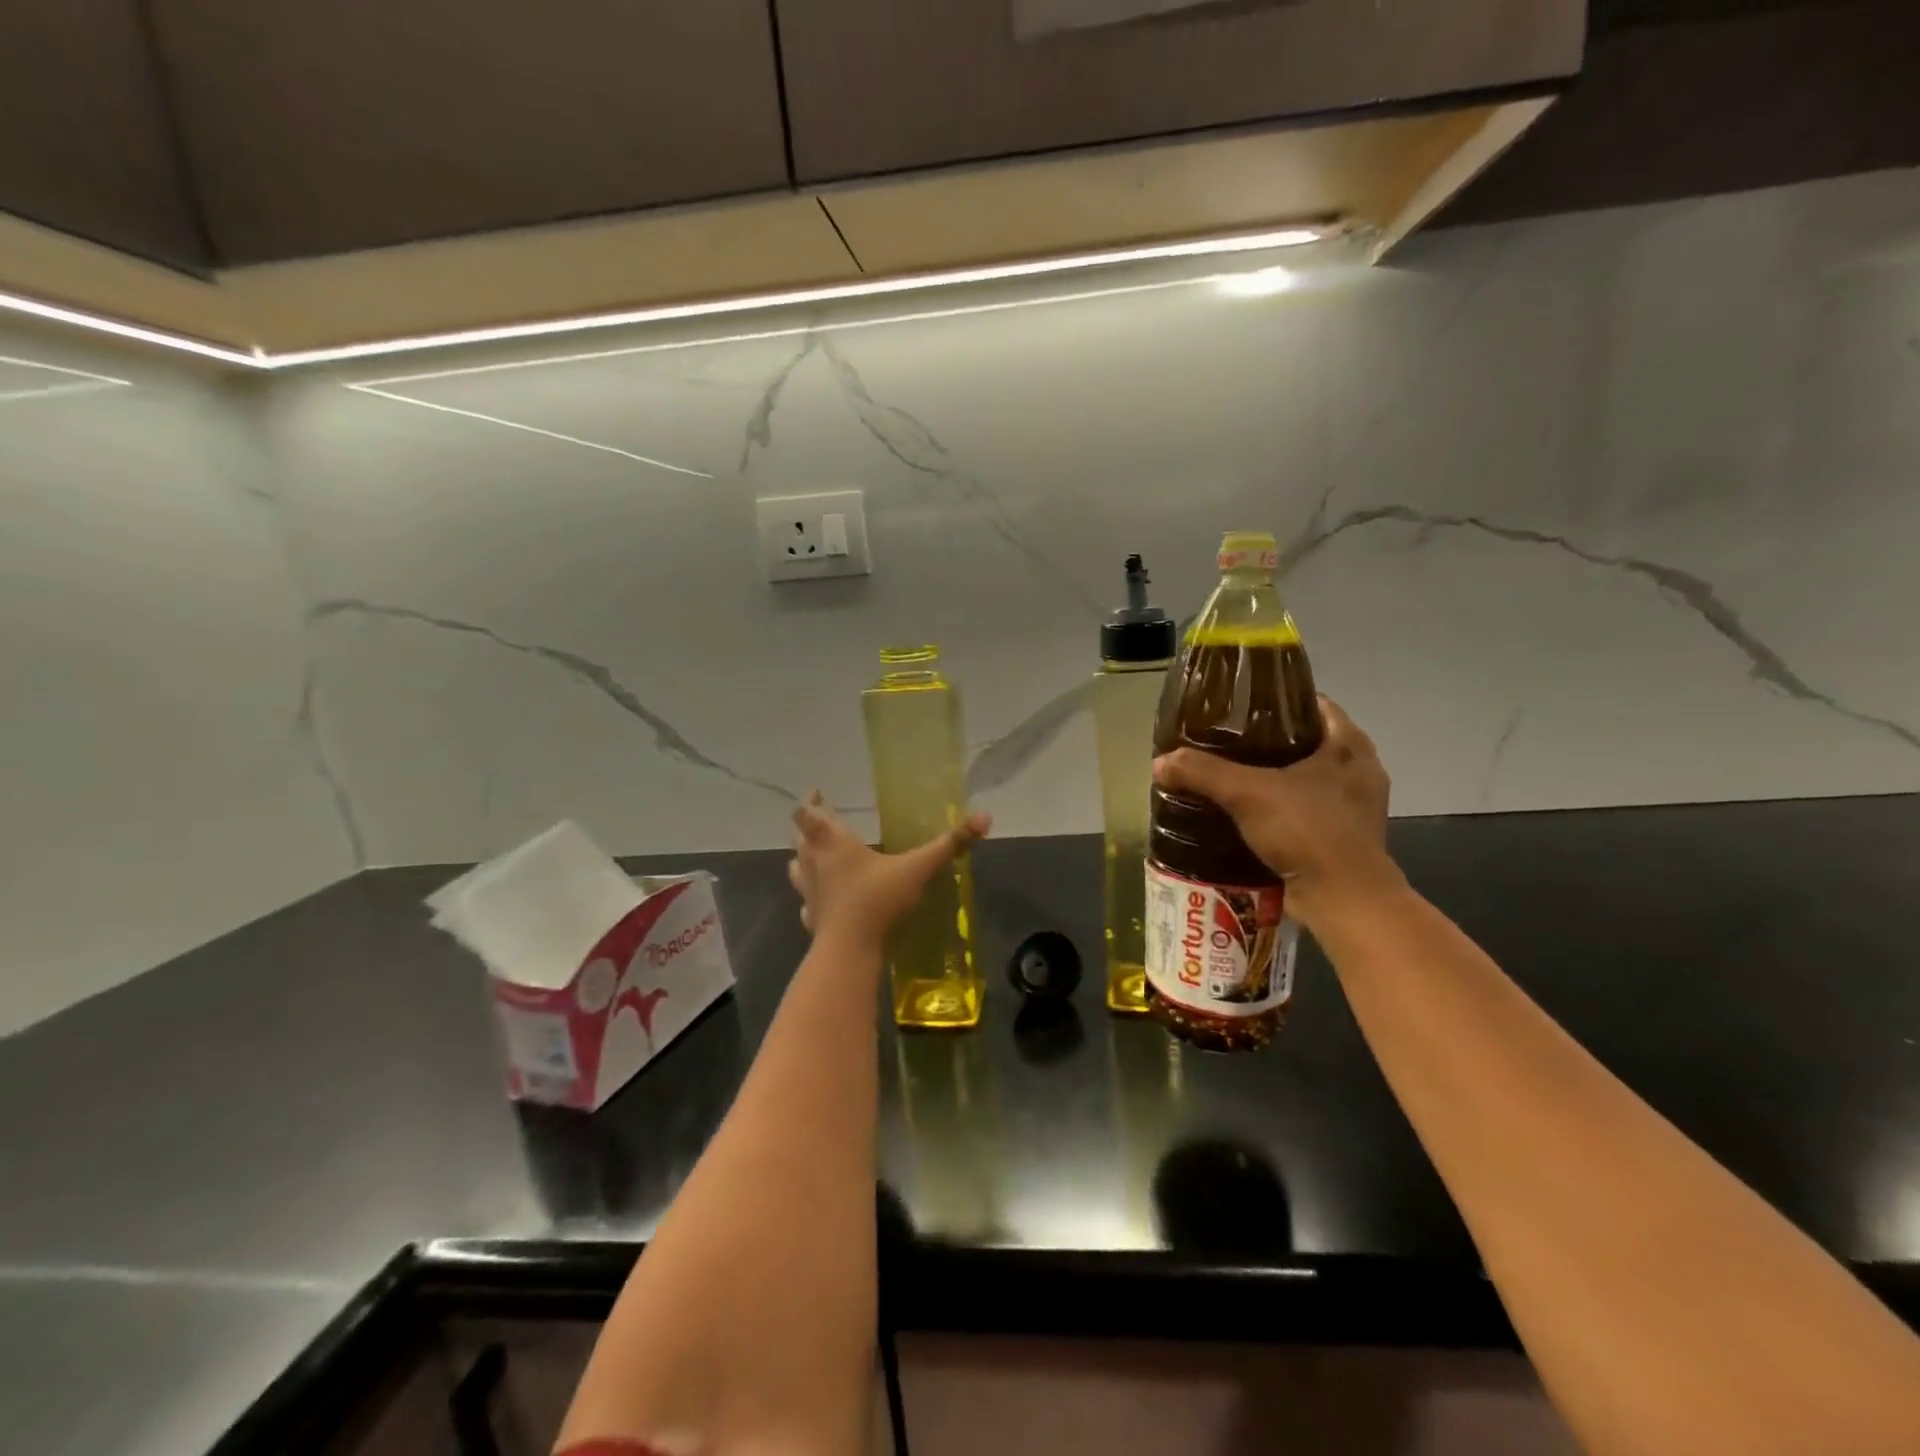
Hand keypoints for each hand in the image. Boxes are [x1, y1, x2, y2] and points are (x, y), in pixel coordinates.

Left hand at [787, 792, 989, 943]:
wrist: (848, 951)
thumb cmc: (877, 900)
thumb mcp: (917, 869)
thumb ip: (948, 844)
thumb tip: (983, 817)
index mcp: (834, 842)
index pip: (808, 813)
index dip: (809, 801)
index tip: (817, 792)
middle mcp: (815, 862)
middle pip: (800, 836)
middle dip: (809, 826)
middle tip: (821, 819)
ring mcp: (809, 892)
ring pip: (797, 866)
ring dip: (803, 857)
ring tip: (814, 854)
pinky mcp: (811, 918)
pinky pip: (806, 901)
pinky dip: (811, 895)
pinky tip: (822, 900)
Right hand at [1152, 695, 1400, 925]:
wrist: (1344, 900)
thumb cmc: (1308, 831)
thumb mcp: (1247, 793)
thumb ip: (1202, 772)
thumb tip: (1160, 763)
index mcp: (1348, 745)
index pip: (1314, 703)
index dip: (1277, 700)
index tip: (1240, 705)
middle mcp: (1359, 770)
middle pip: (1308, 741)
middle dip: (1269, 741)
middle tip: (1226, 742)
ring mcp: (1355, 807)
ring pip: (1307, 778)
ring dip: (1275, 778)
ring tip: (1231, 777)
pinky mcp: (1344, 838)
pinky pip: (1306, 811)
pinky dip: (1280, 810)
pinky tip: (1247, 814)